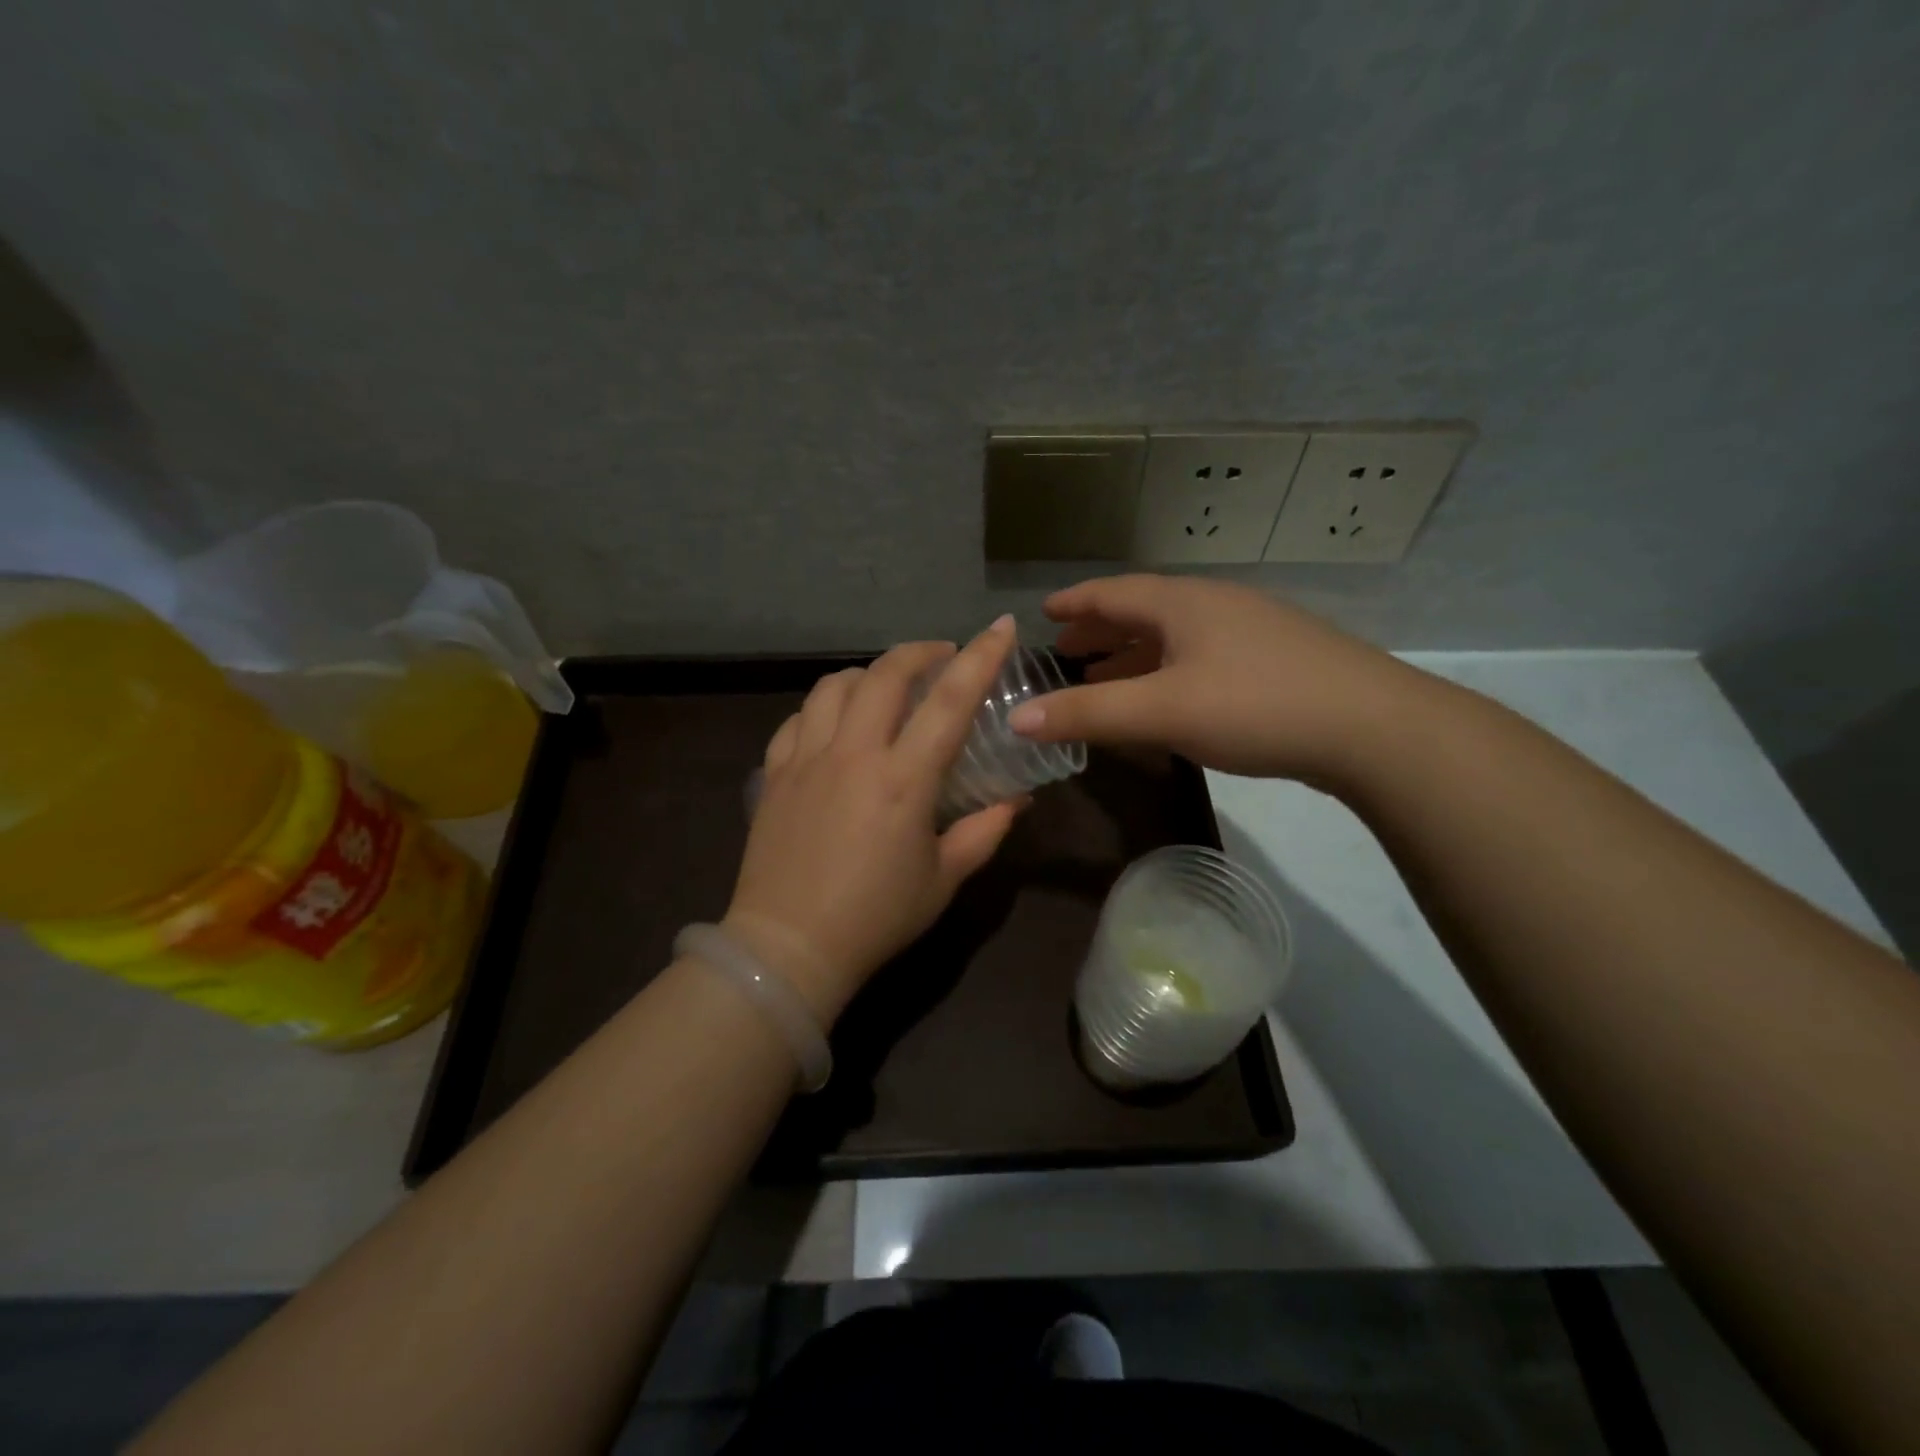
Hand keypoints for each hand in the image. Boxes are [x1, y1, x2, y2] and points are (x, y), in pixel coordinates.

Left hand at [723, 618, 1022, 1020]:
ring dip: (868, 674)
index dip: (981, 657)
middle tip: (942, 656)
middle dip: (920, 652)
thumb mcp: (943, 879)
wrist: (788, 947)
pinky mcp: (775, 773)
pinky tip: (836, 723)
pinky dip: (824, 707)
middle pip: (885, 674)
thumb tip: (1017, 801)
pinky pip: (798, 719)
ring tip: (887, 687)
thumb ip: (984, 831)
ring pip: (835, 686)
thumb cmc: (876, 918)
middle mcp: (853, 754)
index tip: (1000, 626)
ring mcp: (806, 759)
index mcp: (903, 780)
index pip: (950, 701)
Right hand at [1007, 574, 1417, 783]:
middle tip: (1067, 651)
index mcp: (1182, 603)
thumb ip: (1087, 713)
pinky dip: (1167, 672)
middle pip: (1143, 611)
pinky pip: (1200, 657)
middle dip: (1100, 631)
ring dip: (1134, 655)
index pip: (1112, 592)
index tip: (1044, 612)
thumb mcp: (1161, 711)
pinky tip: (1168, 698)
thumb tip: (1016, 718)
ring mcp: (1250, 631)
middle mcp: (1214, 605)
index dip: (1075, 603)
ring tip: (1105, 678)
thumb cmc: (1255, 706)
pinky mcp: (1276, 660)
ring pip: (1174, 637)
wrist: (1373, 728)